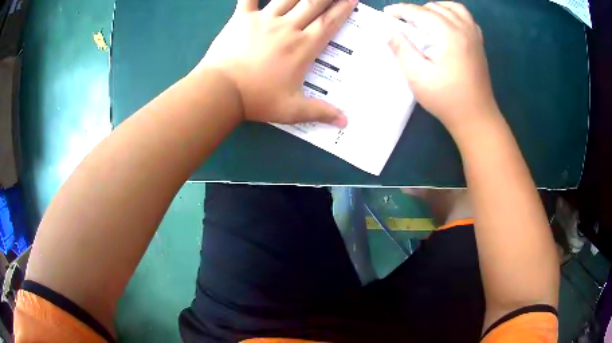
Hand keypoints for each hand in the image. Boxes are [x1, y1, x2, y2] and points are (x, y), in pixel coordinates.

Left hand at [196, 0, 356, 127]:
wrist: (221, 91)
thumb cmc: (257, 99)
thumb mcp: (292, 110)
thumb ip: (320, 112)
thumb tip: (345, 122)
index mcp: (303, 47)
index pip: (329, 23)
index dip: (343, 9)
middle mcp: (288, 28)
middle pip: (313, 4)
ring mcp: (264, 20)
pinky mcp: (242, 18)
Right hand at [385, 2, 498, 131]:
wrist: (476, 118)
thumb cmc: (446, 99)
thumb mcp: (417, 76)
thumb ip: (401, 49)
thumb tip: (389, 31)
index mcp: (449, 34)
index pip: (421, 12)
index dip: (401, 10)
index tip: (387, 14)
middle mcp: (464, 29)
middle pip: (436, 7)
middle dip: (416, 11)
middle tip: (404, 23)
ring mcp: (474, 36)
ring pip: (453, 8)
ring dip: (435, 9)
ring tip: (424, 19)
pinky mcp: (479, 44)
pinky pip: (466, 18)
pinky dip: (452, 15)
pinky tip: (446, 25)